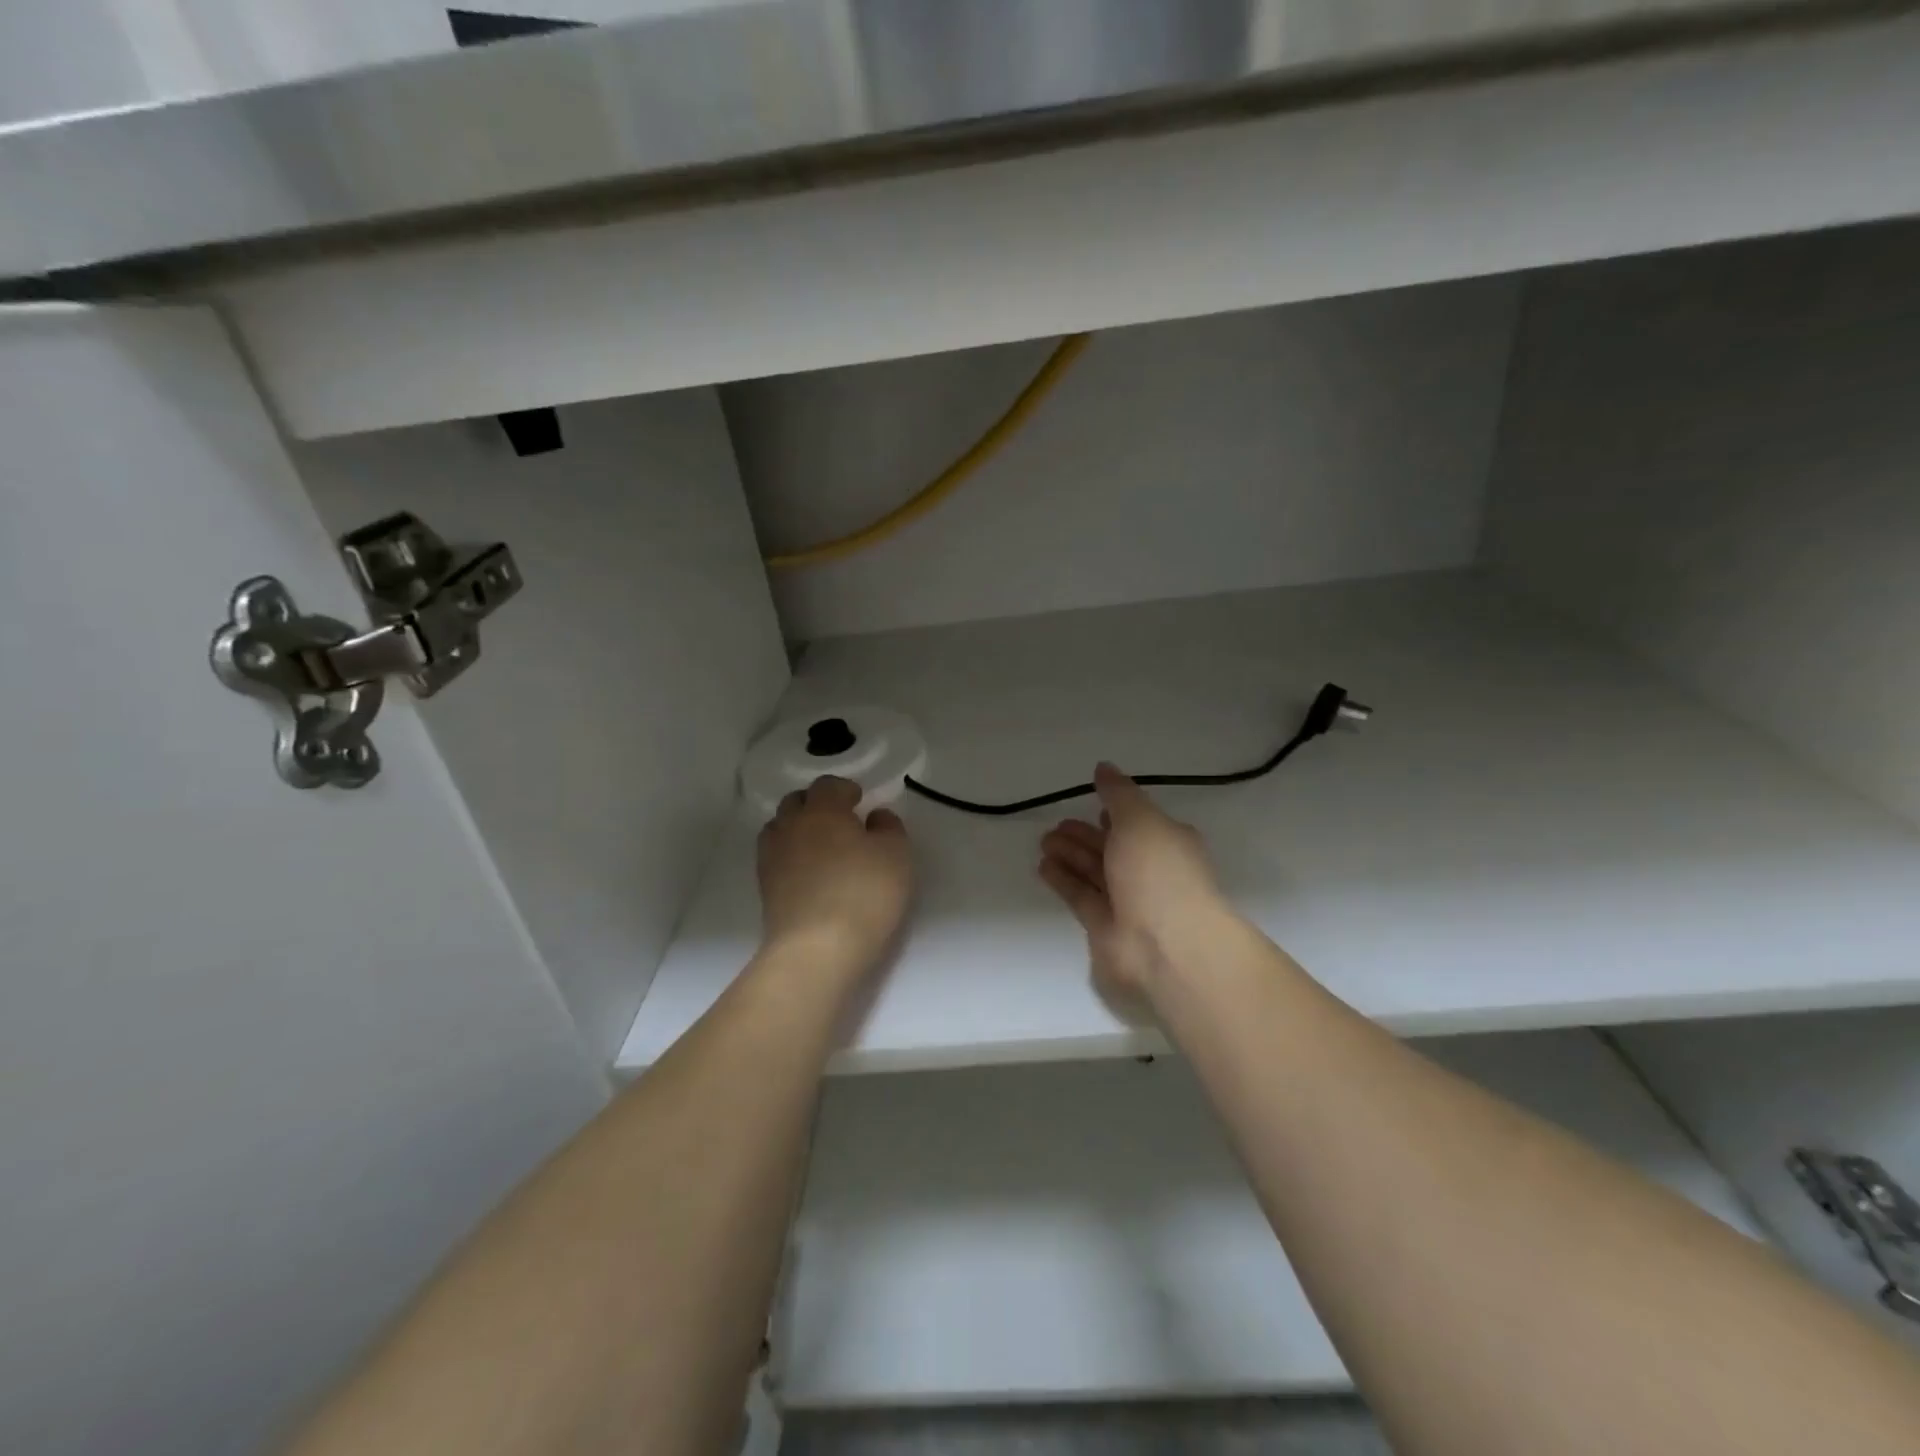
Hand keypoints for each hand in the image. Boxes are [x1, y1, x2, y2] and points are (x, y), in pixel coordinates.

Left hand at [758, 776, 911, 967]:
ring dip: (798, 829)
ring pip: (780, 828)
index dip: (844, 789)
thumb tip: (874, 816)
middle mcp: (791, 826)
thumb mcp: (896, 855)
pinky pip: (776, 857)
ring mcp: (772, 857)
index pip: (827, 785)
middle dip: (816, 804)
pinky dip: (790, 856)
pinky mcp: (765, 888)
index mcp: (823, 810)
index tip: (859, 802)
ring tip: (821, 846)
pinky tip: (809, 873)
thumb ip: (889, 827)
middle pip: (796, 802)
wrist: (817, 949)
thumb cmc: (864, 893)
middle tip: (839, 820)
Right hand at [1038, 764, 1228, 999]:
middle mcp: (1149, 872)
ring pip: (1094, 872)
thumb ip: (1118, 794)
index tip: (1092, 803)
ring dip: (1070, 855)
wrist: (1167, 947)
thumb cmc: (1160, 873)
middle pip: (1112, 848)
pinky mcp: (1104, 926)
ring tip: (1043, 841)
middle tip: (1054, 825)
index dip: (1116, 814)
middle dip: (1084, 835)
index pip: (1138, 823)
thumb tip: (1103, 768)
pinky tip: (1043, 866)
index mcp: (1167, 843)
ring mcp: (1127, 901)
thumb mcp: (1140, 820)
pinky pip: (1080, 896)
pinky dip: (1063, 880)